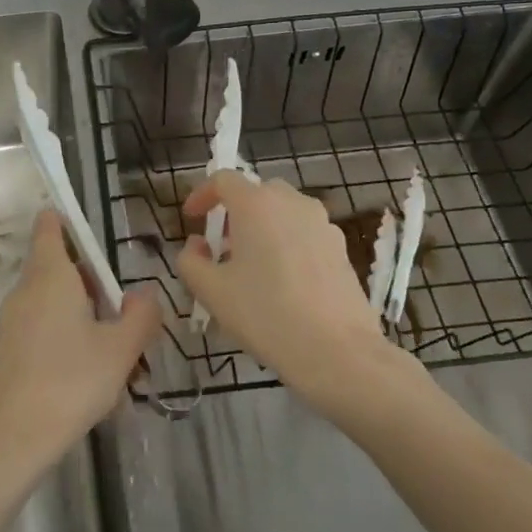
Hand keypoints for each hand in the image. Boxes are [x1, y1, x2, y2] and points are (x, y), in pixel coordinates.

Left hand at [0, 210, 163, 476]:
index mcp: (50, 275)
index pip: (50, 227)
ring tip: (109, 345)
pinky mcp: (7, 347)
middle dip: (89, 279)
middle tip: (119, 310)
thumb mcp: (121, 349)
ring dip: (79, 309)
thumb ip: (140, 315)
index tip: (93, 237)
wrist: (15, 436)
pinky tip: (84, 369)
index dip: (67, 222)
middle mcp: (26, 289)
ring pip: (50, 297)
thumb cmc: (72, 381)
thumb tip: (144, 293)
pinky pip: (39, 322)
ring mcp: (12, 319)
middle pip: (56, 264)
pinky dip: (62, 330)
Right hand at [179, 173, 399, 412]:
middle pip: (256, 193)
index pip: (224, 179)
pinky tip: (283, 282)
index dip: (202, 195)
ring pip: (283, 213)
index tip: (191, 218)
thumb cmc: (266, 314)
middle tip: (221, 245)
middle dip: (234, 212)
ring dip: (263, 228)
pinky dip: (287, 244)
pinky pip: (304, 234)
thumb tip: (197, 245)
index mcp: (256, 204)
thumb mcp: (211, 291)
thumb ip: (190, 260)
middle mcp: (292, 202)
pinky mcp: (341, 248)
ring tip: (252, 265)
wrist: (338, 352)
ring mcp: (322, 224)